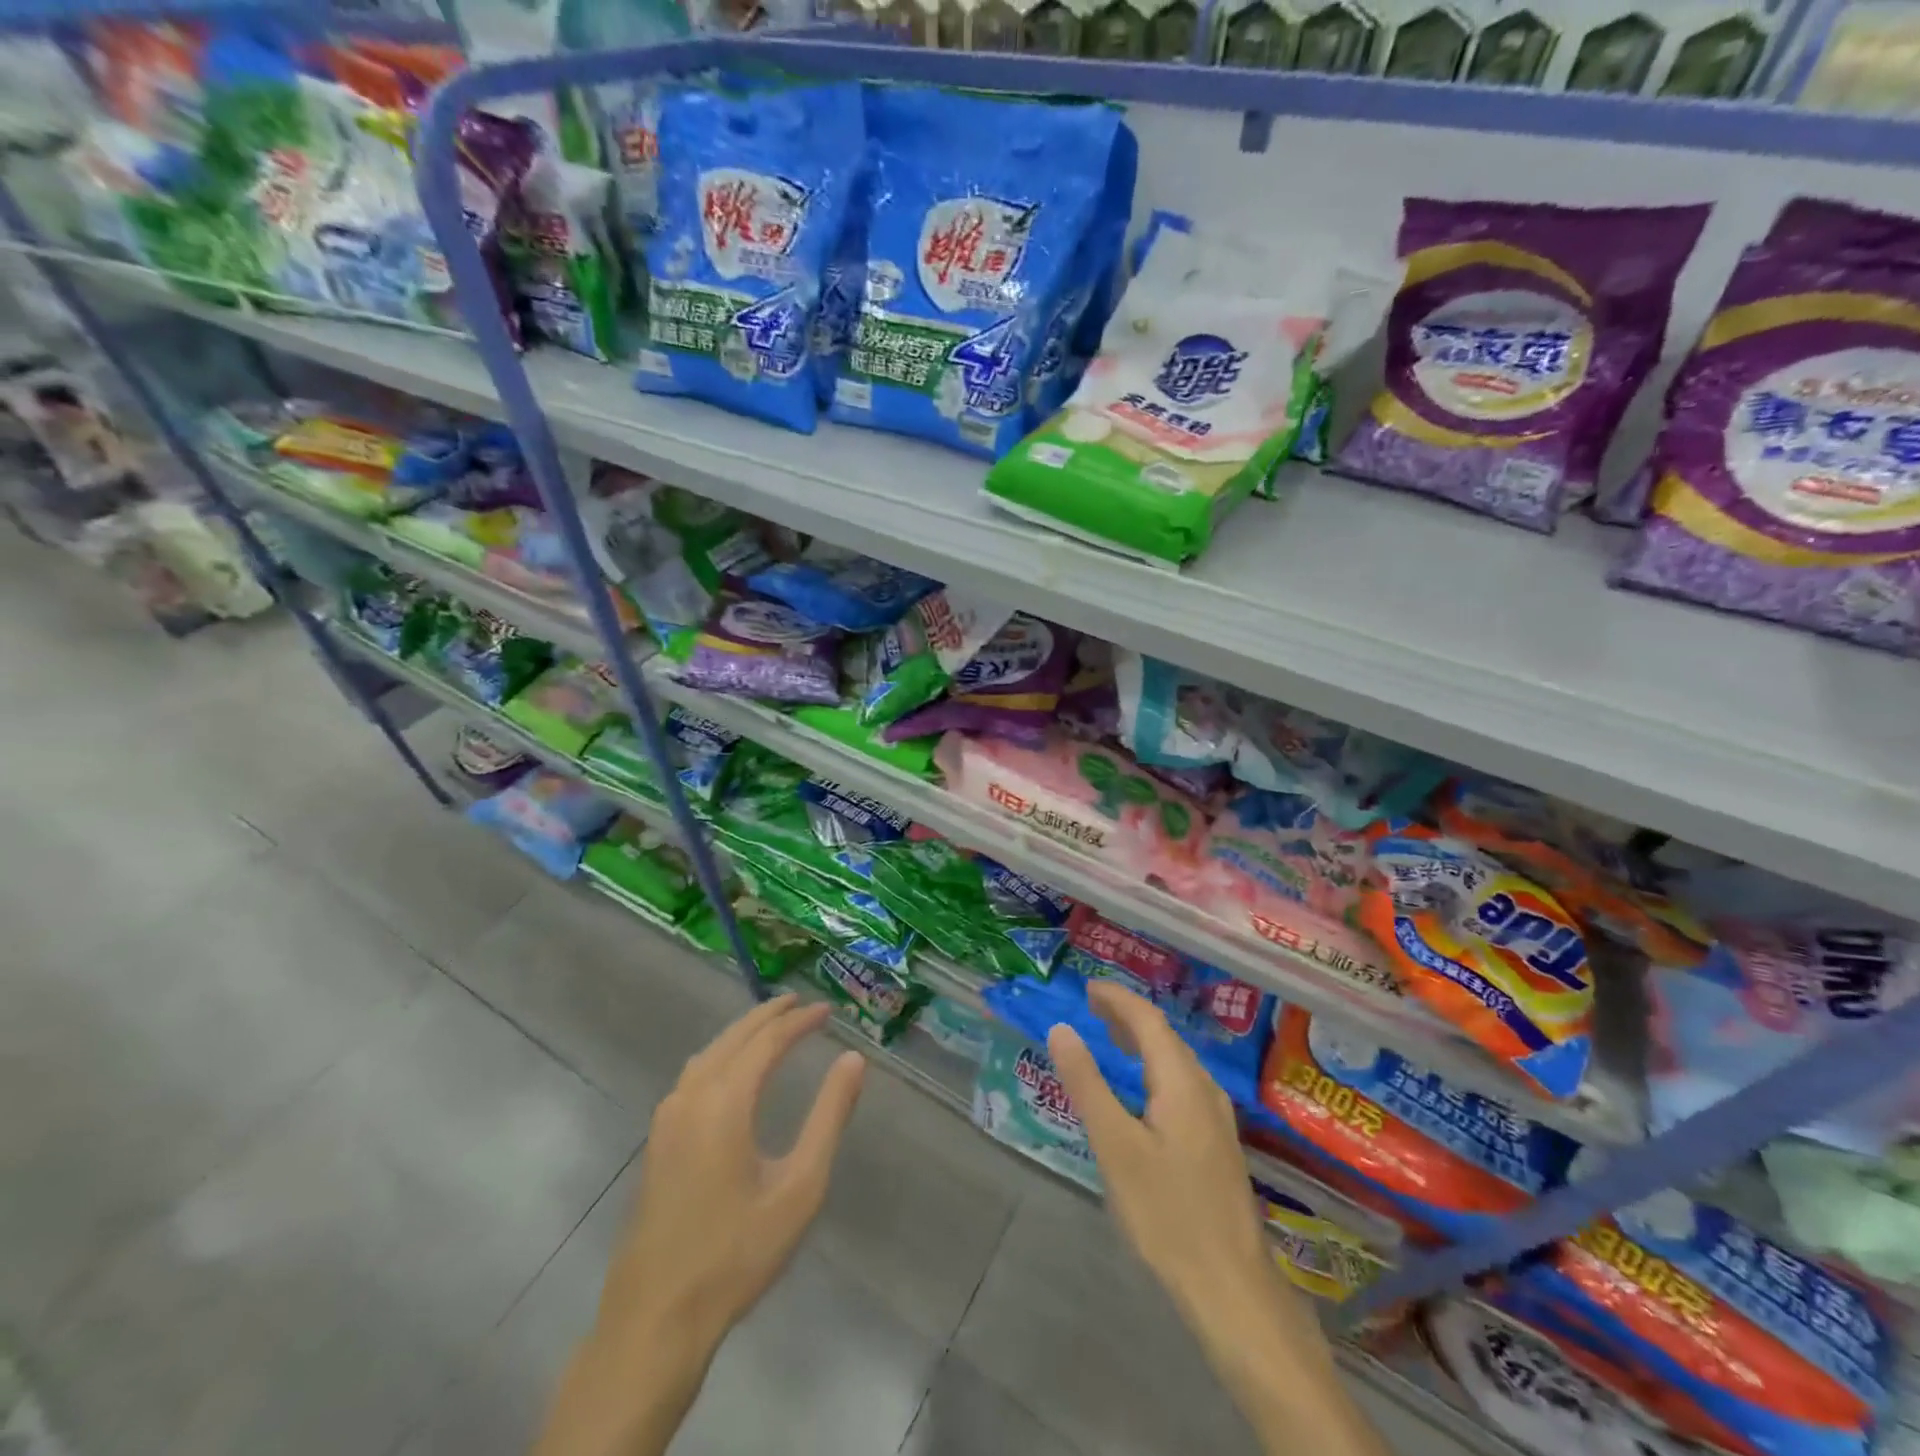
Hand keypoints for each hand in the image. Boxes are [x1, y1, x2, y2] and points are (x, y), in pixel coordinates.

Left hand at [600, 994, 866, 1352]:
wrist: (656, 1318)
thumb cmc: (736, 1253)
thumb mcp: (800, 1186)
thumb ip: (829, 1117)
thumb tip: (853, 1060)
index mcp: (725, 1102)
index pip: (767, 1041)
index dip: (799, 1020)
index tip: (827, 1010)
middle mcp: (691, 1097)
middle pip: (733, 1038)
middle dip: (768, 1016)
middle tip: (800, 1003)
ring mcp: (667, 1120)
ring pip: (708, 1054)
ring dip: (741, 1033)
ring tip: (770, 1027)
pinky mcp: (657, 1142)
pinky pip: (693, 1075)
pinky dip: (720, 1055)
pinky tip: (730, 1071)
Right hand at [1047, 982, 1293, 1339]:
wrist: (1231, 1288)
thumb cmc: (1167, 1213)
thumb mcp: (1115, 1146)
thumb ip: (1087, 1084)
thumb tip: (1061, 1029)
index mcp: (1182, 1082)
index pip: (1148, 1020)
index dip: (1118, 999)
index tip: (1086, 988)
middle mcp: (1204, 1090)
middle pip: (1165, 1036)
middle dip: (1128, 1016)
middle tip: (1091, 1008)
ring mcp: (1215, 1119)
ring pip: (1176, 1061)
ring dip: (1143, 1041)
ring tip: (1110, 1038)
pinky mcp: (1216, 1144)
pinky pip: (1182, 1084)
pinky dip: (1154, 1068)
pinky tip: (1142, 1090)